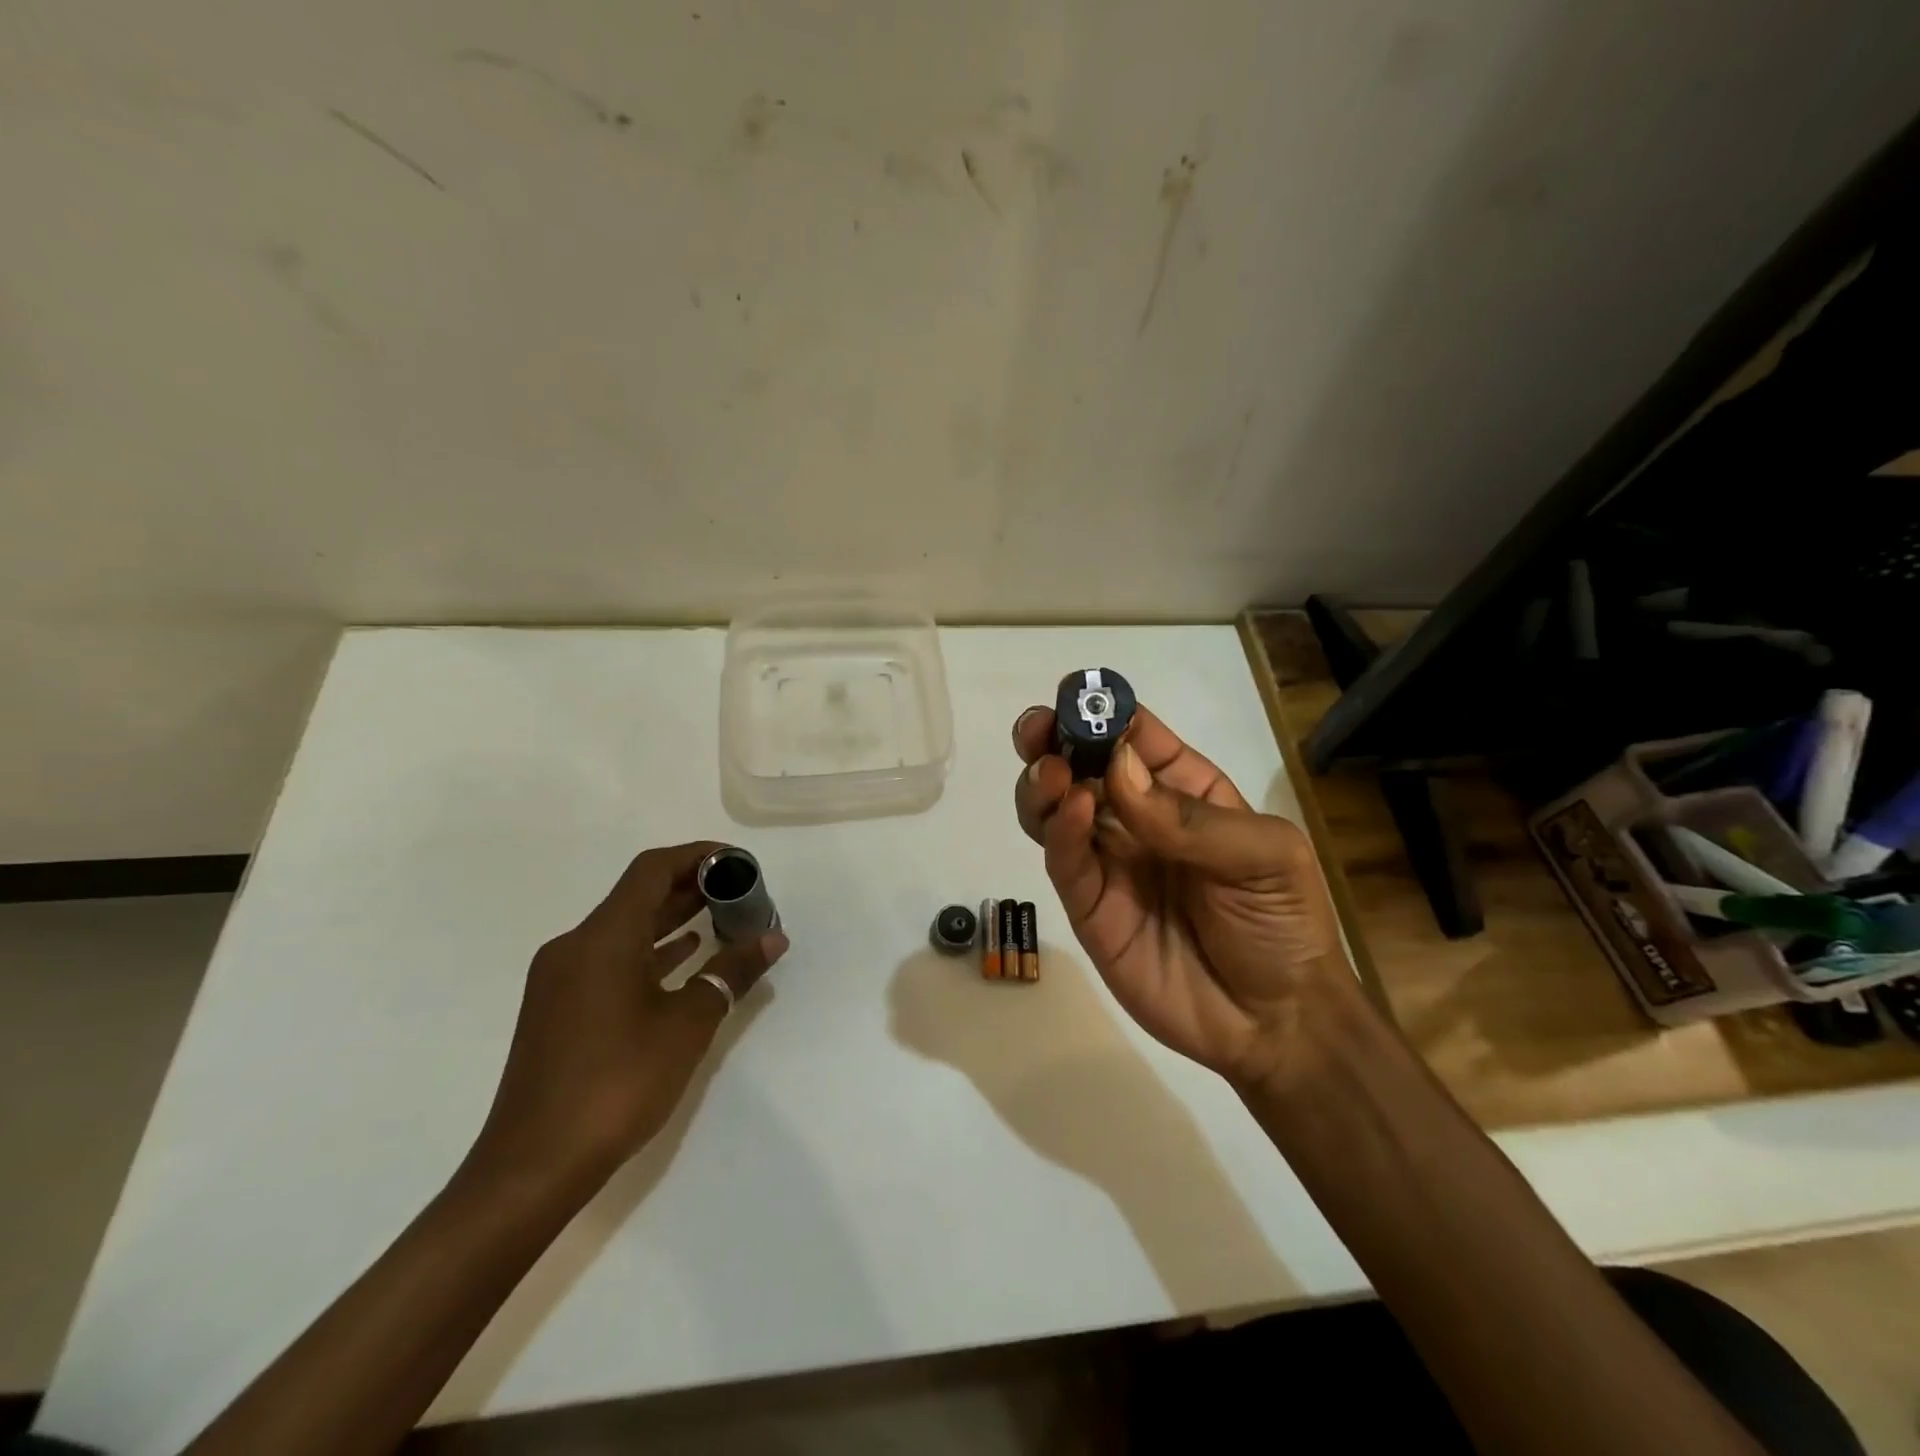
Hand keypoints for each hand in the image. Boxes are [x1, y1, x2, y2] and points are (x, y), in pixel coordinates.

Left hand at [469, 842, 788, 1190]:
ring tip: (722, 919)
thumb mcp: (688, 1023)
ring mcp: (561, 979)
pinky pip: (611, 959)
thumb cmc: (617, 1083)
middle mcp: (575, 946)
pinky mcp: (559, 1008)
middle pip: (638, 896)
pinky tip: (684, 960)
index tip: (738, 863)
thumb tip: (773, 939)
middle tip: (740, 892)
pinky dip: (650, 952)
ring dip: (672, 920)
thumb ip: (732, 972)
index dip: (698, 856)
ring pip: (624, 929)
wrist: (532, 1167)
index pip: (652, 870)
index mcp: (602, 937)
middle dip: (691, 887)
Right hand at [1013, 706, 1346, 1089]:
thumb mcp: (1264, 855)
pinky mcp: (1087, 905)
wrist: (1275, 1022)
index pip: (1134, 737)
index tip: (1075, 695)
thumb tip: (1119, 771)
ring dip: (1043, 782)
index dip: (1104, 712)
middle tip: (1037, 731)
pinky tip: (1070, 812)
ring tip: (1051, 774)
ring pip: (1055, 807)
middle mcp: (1135, 817)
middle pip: (1081, 766)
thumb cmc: (1282, 922)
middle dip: (1053, 740)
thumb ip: (1190, 818)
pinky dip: (1058, 831)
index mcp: (1182, 790)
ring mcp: (1107, 861)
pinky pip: (1064, 860)